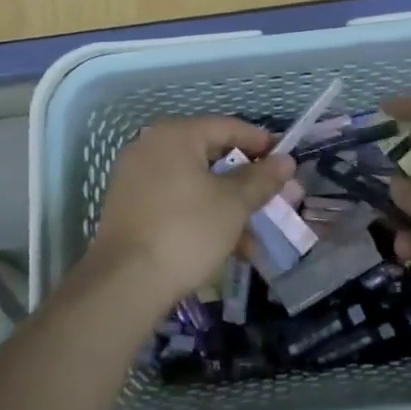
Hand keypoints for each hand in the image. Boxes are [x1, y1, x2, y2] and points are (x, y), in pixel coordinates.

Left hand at [89, 117, 295, 308]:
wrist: (125, 283)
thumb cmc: (186, 231)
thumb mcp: (233, 205)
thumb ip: (260, 179)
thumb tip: (285, 161)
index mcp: (174, 135)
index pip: (226, 126)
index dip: (259, 141)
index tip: (284, 158)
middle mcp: (150, 146)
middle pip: (208, 154)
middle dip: (243, 179)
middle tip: (271, 195)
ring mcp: (135, 177)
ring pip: (193, 182)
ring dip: (225, 203)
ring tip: (253, 234)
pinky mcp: (128, 207)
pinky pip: (174, 200)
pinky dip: (200, 213)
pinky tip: (224, 244)